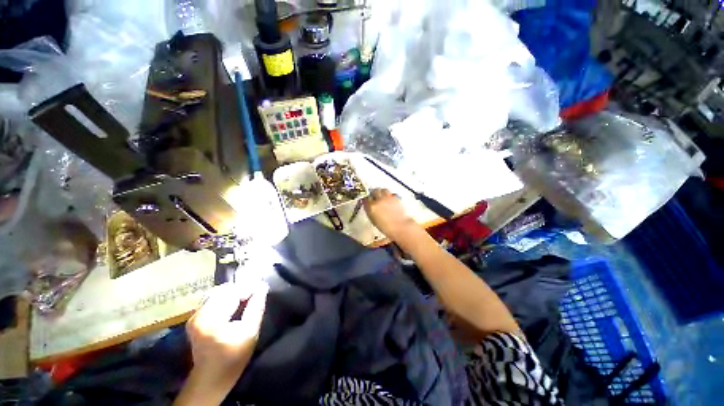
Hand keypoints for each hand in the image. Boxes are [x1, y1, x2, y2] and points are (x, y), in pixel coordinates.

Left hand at [187, 281, 268, 380]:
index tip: (262, 288)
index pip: (232, 292)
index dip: (249, 288)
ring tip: (246, 299)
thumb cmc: (234, 357)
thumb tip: (263, 287)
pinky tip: (234, 304)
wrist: (211, 378)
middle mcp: (199, 314)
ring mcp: (194, 316)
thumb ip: (256, 307)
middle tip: (255, 294)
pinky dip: (226, 297)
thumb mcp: (250, 333)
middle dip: (241, 289)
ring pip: (218, 292)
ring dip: (234, 293)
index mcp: (211, 320)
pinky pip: (213, 298)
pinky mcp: (194, 318)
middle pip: (224, 290)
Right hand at [364, 188, 417, 240]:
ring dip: (381, 192)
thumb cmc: (387, 227)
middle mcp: (379, 200)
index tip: (366, 200)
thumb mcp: (374, 220)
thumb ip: (370, 211)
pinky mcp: (396, 198)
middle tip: (374, 196)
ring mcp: (388, 198)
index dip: (366, 199)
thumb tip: (369, 207)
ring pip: (383, 190)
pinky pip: (391, 193)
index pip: (365, 199)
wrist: (400, 227)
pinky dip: (389, 195)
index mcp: (372, 207)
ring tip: (382, 196)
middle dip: (374, 193)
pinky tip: (389, 199)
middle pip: (374, 191)